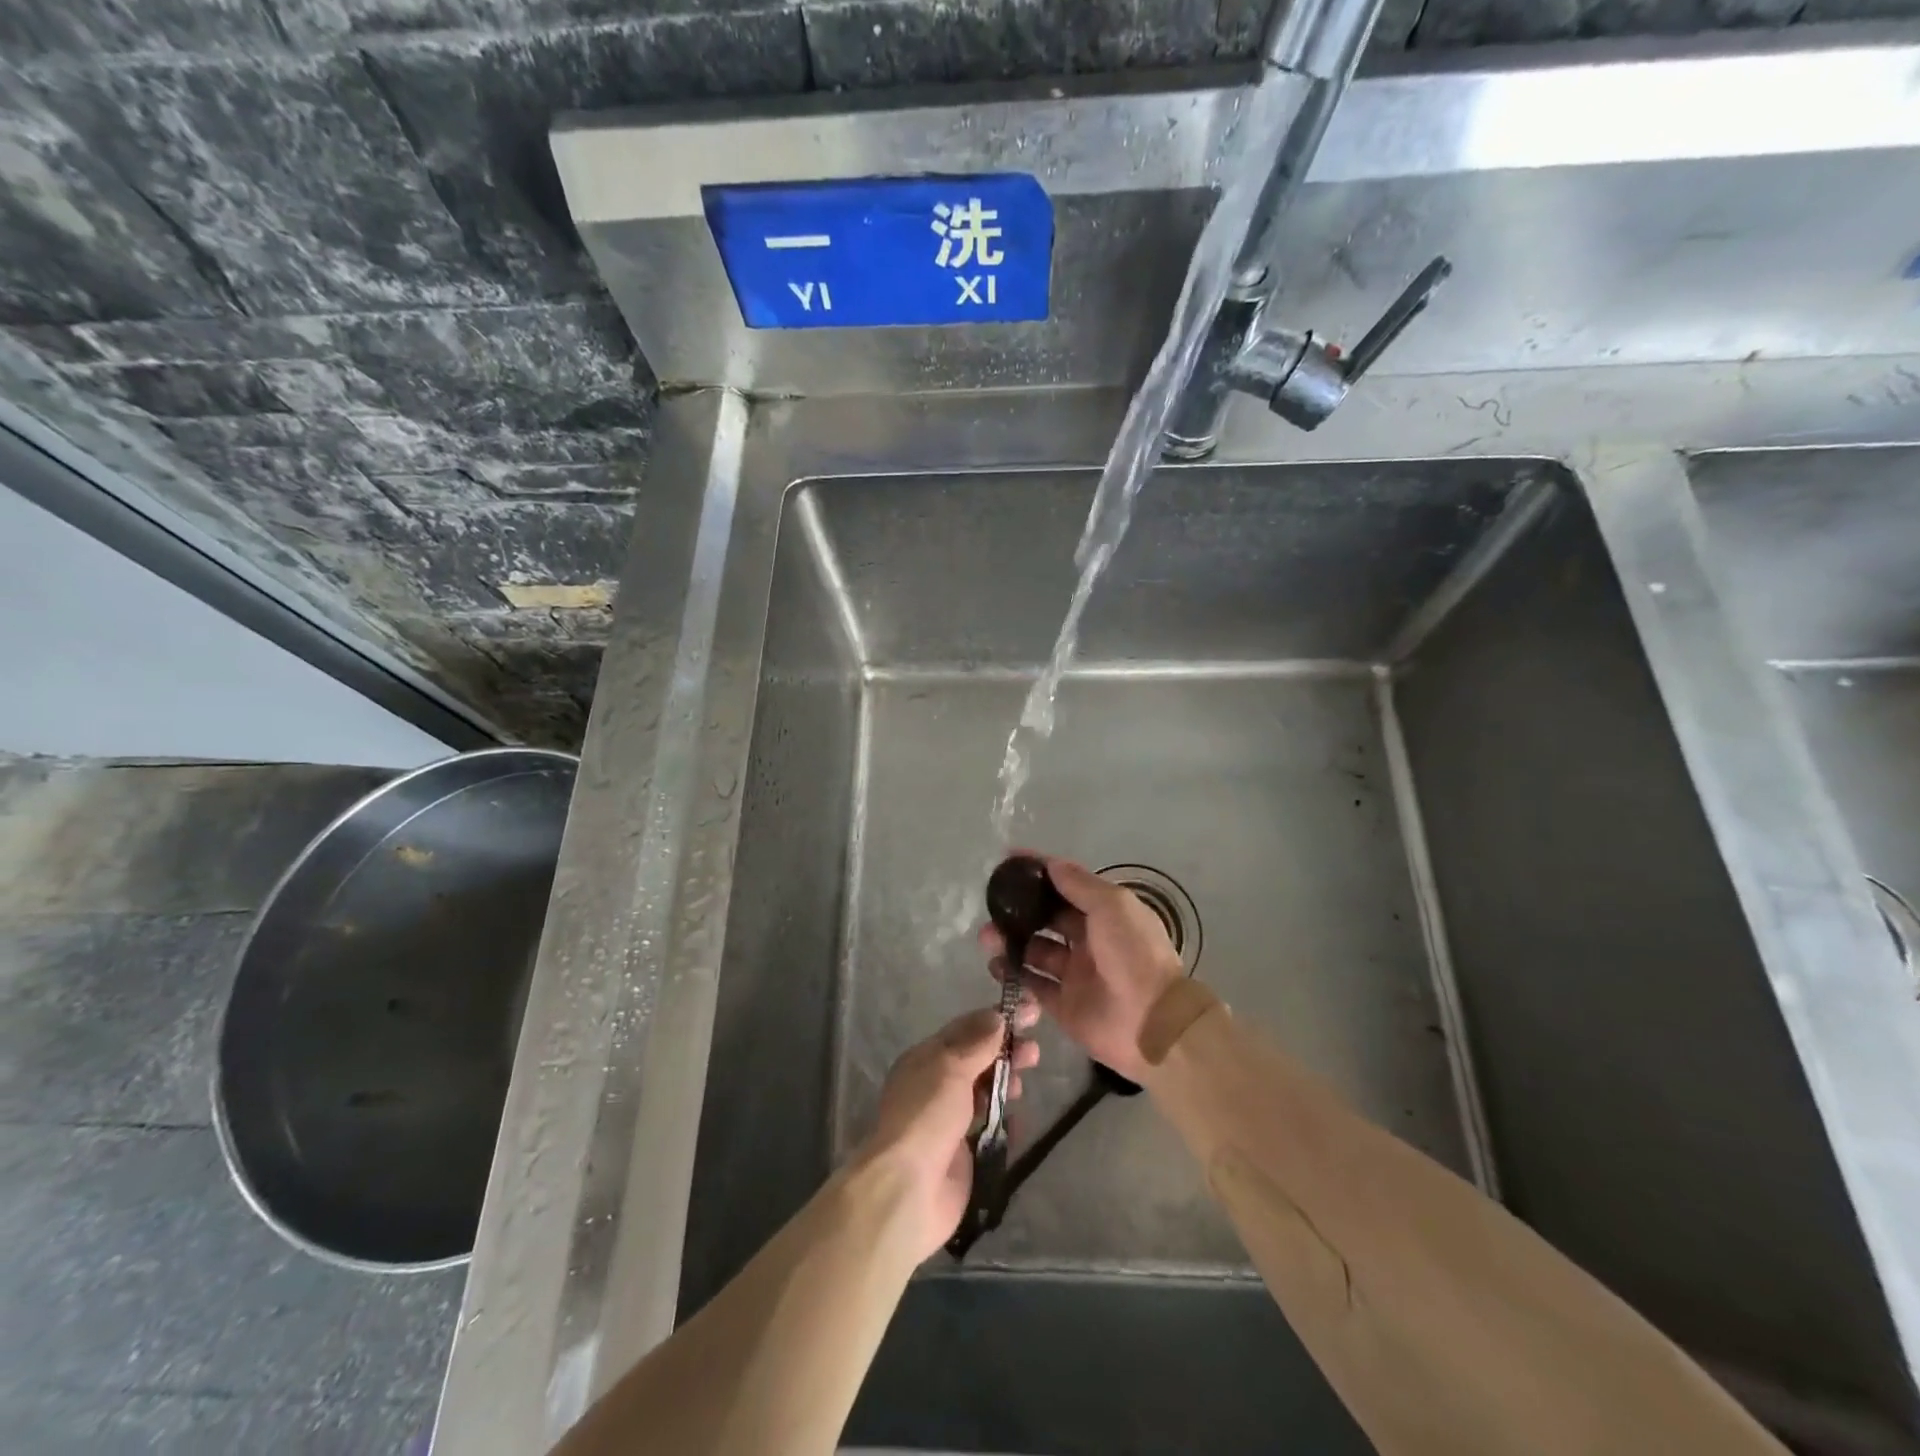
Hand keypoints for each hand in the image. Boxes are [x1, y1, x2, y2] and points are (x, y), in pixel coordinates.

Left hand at [856, 1003, 1038, 1260]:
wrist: (909, 1189)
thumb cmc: (927, 1116)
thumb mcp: (950, 1068)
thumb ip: (977, 1043)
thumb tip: (997, 1016)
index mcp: (925, 1059)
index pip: (965, 1030)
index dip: (996, 1019)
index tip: (1030, 1012)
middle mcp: (936, 1086)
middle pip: (977, 1060)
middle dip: (1006, 1052)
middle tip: (1035, 1052)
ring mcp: (949, 1120)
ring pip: (984, 1092)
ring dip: (1006, 1083)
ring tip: (1025, 1084)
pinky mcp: (963, 1153)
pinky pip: (989, 1129)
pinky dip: (1005, 1122)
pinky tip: (1020, 1120)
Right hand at [980, 855, 1183, 1083]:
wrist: (1152, 1022)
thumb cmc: (1134, 954)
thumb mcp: (1112, 907)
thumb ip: (1079, 885)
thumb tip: (1050, 864)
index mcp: (1105, 915)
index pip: (1066, 887)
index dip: (1040, 873)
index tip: (1009, 861)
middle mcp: (1088, 941)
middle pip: (1046, 920)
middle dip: (1019, 911)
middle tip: (992, 906)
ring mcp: (1074, 974)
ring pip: (1034, 951)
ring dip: (1011, 941)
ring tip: (988, 937)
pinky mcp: (1062, 1005)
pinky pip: (1032, 985)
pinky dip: (1014, 974)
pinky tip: (996, 965)